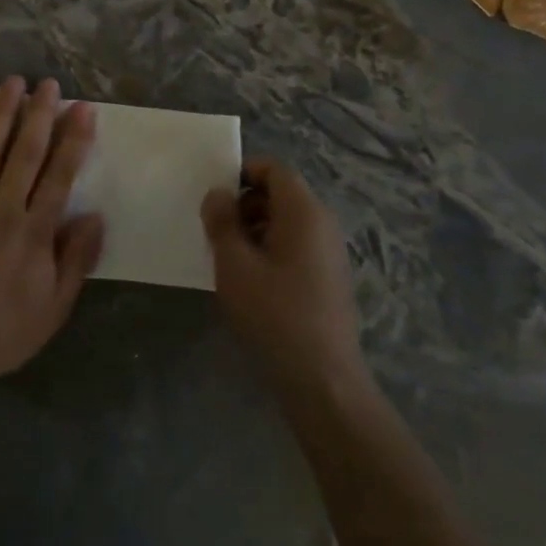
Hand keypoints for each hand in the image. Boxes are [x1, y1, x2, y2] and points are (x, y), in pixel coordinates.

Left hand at [0, 77, 105, 386]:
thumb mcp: (52, 307)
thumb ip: (75, 260)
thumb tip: (94, 217)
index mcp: (34, 230)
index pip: (59, 175)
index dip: (73, 140)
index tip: (82, 109)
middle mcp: (2, 206)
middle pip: (25, 152)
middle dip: (39, 114)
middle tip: (48, 84)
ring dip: (1, 113)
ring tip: (12, 82)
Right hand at [201, 159, 361, 385]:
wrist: (320, 375)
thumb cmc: (273, 312)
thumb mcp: (234, 264)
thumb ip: (222, 222)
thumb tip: (218, 194)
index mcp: (304, 212)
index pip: (275, 170)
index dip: (244, 173)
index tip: (215, 195)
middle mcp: (322, 224)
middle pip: (282, 194)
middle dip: (246, 203)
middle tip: (216, 229)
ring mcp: (329, 251)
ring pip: (288, 222)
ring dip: (256, 228)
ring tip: (228, 257)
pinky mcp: (328, 276)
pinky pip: (296, 245)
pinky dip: (271, 248)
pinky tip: (250, 279)